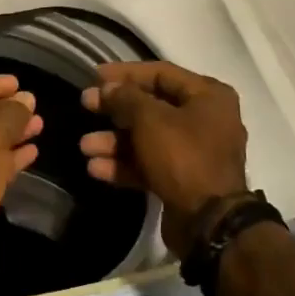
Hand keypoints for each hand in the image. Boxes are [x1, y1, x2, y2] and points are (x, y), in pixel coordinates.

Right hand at [80, 62, 247, 252]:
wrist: (209, 223)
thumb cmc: (183, 156)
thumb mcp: (150, 119)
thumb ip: (126, 97)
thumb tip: (109, 88)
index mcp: (208, 96)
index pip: (161, 73)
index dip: (126, 72)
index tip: (95, 74)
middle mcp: (205, 120)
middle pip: (151, 106)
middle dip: (115, 109)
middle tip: (86, 106)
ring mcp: (194, 153)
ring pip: (146, 138)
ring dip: (114, 141)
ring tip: (85, 146)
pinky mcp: (182, 180)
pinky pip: (149, 164)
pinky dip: (124, 165)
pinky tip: (96, 169)